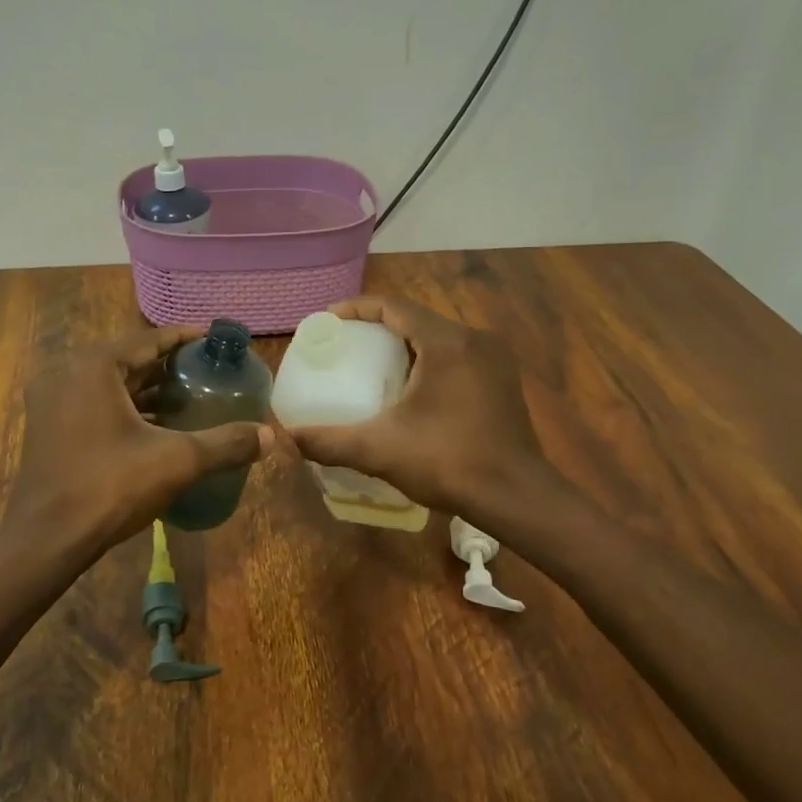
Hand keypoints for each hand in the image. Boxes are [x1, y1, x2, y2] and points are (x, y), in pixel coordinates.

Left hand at [7, 326, 272, 560]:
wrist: (46, 539)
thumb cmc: (110, 486)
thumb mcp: (176, 460)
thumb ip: (225, 443)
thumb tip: (270, 436)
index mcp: (94, 366)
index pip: (148, 339)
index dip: (185, 338)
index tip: (214, 340)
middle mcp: (68, 373)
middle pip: (129, 360)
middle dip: (168, 366)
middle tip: (206, 371)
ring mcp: (52, 402)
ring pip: (110, 386)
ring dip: (148, 391)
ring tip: (189, 399)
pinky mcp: (49, 429)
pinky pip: (95, 406)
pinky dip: (126, 410)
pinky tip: (156, 428)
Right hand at [283, 297, 557, 524]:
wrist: (516, 496)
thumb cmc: (448, 462)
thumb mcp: (379, 450)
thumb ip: (329, 441)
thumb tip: (286, 438)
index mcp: (445, 342)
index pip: (394, 306)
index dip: (356, 309)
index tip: (328, 321)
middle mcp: (473, 339)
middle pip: (415, 319)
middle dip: (377, 328)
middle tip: (344, 346)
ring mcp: (494, 359)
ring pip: (437, 337)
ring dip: (404, 344)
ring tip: (370, 365)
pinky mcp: (502, 379)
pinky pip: (456, 355)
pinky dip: (428, 360)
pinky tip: (409, 387)